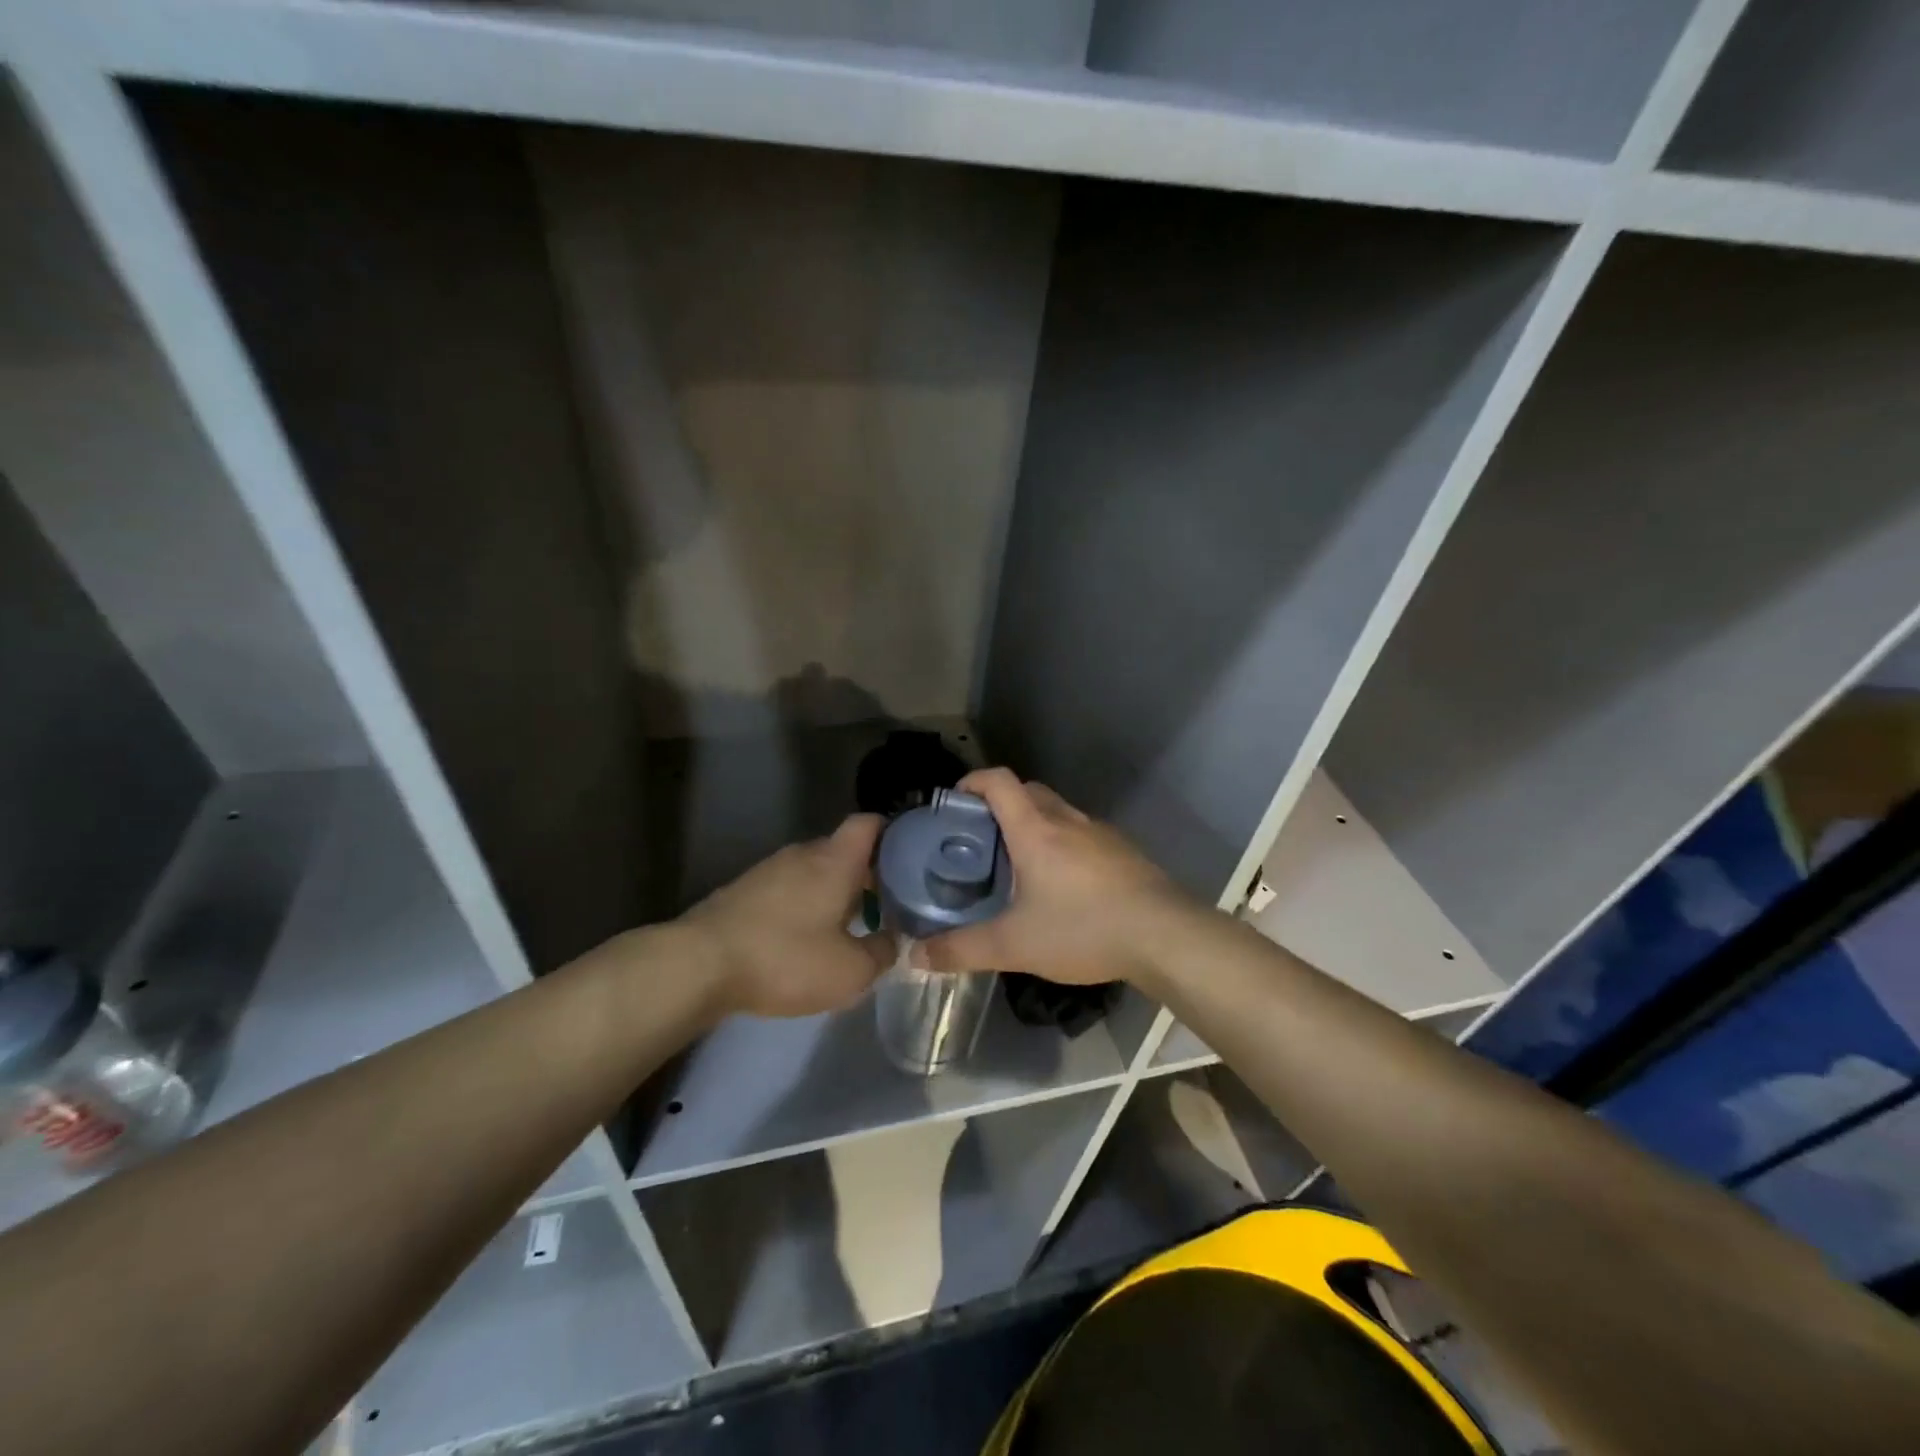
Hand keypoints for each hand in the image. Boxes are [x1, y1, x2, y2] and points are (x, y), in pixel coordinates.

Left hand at [680, 815, 893, 1017]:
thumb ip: (882, 953)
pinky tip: (803, 940)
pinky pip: (787, 889)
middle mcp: (803, 854)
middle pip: (844, 850)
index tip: (910, 859)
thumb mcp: (850, 971)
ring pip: (814, 871)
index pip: (870, 823)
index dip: (892, 833)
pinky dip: (803, 906)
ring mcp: (769, 869)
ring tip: (847, 927)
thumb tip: (893, 940)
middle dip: (866, 874)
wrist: (699, 964)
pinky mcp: (743, 891)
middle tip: (886, 905)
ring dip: (833, 893)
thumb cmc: (785, 959)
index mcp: (835, 860)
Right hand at [918, 769, 1204, 987]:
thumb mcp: (1015, 945)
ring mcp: (1100, 833)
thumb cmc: (1084, 928)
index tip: (953, 802)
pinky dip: (1063, 845)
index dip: (971, 781)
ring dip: (1034, 825)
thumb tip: (916, 956)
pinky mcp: (1123, 851)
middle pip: (1027, 791)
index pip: (998, 781)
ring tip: (1018, 866)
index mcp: (1035, 829)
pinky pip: (1082, 835)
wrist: (1165, 935)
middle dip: (999, 806)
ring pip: (1058, 812)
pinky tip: (1063, 887)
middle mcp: (1067, 819)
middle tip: (980, 841)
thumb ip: (963, 950)